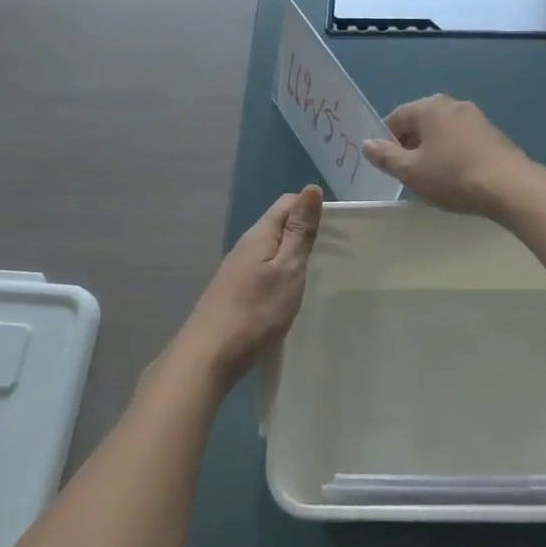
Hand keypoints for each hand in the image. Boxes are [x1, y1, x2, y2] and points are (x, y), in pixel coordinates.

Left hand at [175, 186, 323, 390]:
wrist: (208, 357)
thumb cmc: (256, 311)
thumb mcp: (287, 269)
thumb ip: (299, 231)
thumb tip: (311, 188)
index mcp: (259, 235)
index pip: (286, 203)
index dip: (311, 207)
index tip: (337, 227)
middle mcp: (244, 247)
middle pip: (277, 225)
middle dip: (304, 230)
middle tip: (333, 251)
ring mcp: (235, 271)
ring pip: (269, 250)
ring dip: (291, 253)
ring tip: (315, 271)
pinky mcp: (232, 294)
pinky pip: (261, 271)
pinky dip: (279, 273)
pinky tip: (288, 293)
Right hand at [361, 95, 545, 218]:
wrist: (510, 187)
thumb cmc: (453, 176)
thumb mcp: (411, 171)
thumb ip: (386, 156)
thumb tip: (367, 143)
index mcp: (429, 107)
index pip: (396, 117)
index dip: (385, 140)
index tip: (386, 164)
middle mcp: (452, 104)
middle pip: (420, 122)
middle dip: (410, 145)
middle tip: (407, 173)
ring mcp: (476, 117)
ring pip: (442, 132)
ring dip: (432, 150)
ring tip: (431, 177)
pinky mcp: (492, 134)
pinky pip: (461, 140)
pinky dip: (452, 153)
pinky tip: (455, 176)